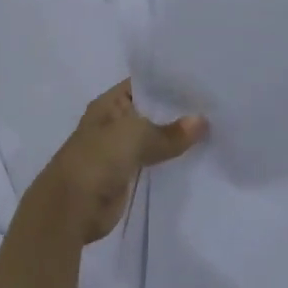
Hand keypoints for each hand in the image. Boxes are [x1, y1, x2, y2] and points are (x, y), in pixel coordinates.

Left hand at [35, 80, 206, 243]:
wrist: (72, 208)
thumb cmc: (98, 159)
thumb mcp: (136, 136)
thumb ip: (169, 131)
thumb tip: (202, 121)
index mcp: (110, 103)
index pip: (145, 84)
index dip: (170, 82)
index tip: (202, 79)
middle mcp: (115, 122)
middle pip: (151, 111)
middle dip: (178, 110)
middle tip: (215, 104)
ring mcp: (120, 149)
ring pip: (154, 138)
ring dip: (177, 138)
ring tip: (214, 127)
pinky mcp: (127, 175)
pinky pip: (154, 162)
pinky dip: (171, 161)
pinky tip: (198, 156)